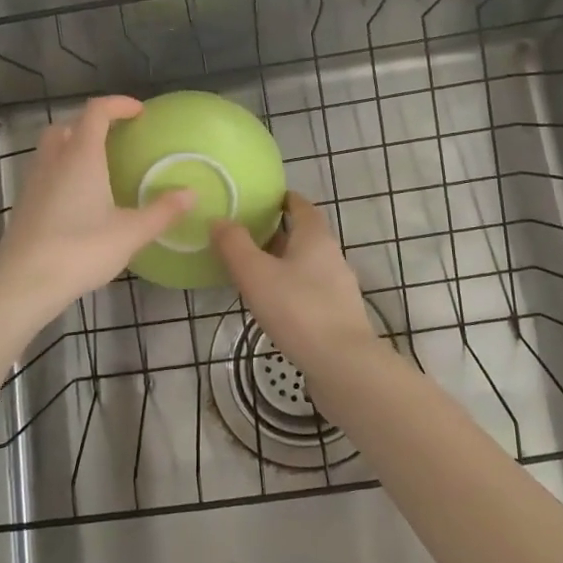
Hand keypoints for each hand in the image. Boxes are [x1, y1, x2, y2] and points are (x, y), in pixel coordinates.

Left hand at [0, 96, 193, 323]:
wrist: (23, 284)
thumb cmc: (80, 251)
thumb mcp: (130, 233)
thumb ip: (162, 211)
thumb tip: (191, 194)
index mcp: (81, 157)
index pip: (96, 112)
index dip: (118, 104)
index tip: (139, 111)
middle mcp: (54, 161)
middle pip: (68, 125)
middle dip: (92, 123)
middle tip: (116, 136)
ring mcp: (33, 182)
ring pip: (51, 148)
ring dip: (73, 145)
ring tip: (98, 165)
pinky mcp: (24, 204)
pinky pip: (44, 171)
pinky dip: (62, 170)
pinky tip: (78, 197)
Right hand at [213, 193, 377, 370]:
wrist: (342, 364)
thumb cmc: (297, 309)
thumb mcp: (256, 274)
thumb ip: (235, 245)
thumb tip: (220, 219)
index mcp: (315, 237)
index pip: (301, 206)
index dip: (283, 199)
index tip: (262, 199)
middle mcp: (332, 255)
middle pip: (305, 234)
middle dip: (278, 231)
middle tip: (247, 234)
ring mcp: (339, 286)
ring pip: (308, 264)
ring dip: (284, 262)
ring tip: (254, 269)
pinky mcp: (339, 314)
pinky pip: (311, 289)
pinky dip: (292, 287)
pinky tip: (275, 303)